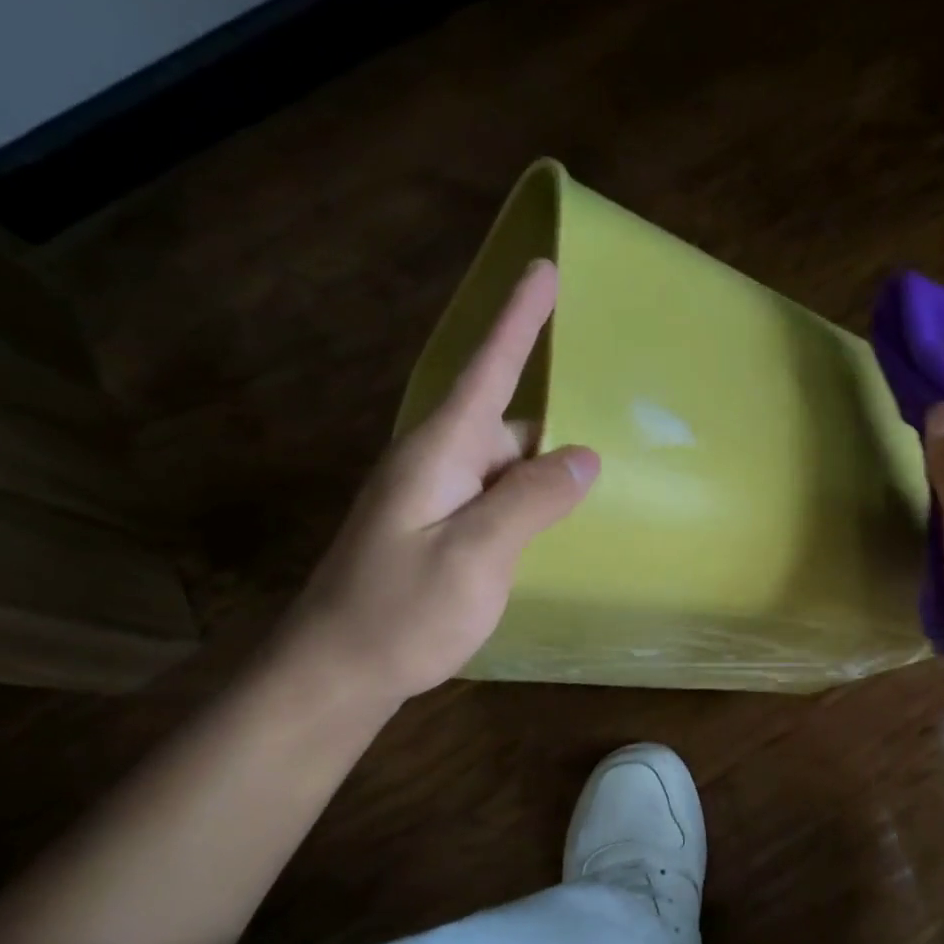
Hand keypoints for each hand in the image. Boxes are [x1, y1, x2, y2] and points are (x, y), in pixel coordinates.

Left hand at [278, 260, 598, 704]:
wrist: (335, 673)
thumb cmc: (401, 612)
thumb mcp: (476, 556)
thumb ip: (532, 501)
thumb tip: (585, 456)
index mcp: (439, 451)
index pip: (488, 369)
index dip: (518, 319)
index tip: (543, 269)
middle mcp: (436, 462)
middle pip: (508, 425)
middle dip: (554, 436)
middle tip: (609, 455)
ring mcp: (434, 497)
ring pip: (505, 466)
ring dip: (543, 477)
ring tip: (589, 501)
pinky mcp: (437, 528)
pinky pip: (495, 497)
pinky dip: (528, 503)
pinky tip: (551, 531)